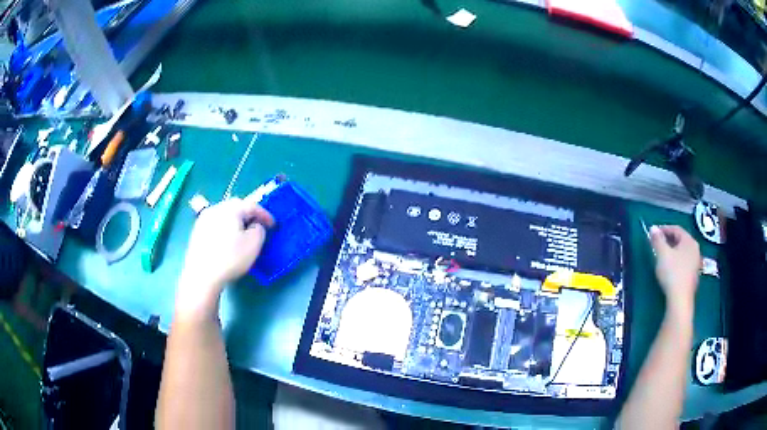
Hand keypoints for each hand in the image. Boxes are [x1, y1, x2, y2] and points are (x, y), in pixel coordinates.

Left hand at [176, 196, 273, 316]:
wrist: (202, 275)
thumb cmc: (230, 258)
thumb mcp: (254, 244)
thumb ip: (259, 229)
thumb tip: (254, 225)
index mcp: (231, 209)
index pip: (252, 206)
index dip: (264, 214)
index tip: (273, 225)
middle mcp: (216, 208)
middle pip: (236, 206)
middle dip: (248, 215)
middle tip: (257, 226)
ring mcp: (204, 219)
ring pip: (224, 215)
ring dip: (235, 221)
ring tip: (242, 233)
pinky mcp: (197, 232)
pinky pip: (215, 224)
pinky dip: (224, 228)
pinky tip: (227, 240)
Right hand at [650, 225, 700, 315]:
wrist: (680, 300)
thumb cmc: (672, 273)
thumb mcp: (662, 254)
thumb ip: (657, 240)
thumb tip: (653, 228)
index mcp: (689, 241)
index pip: (676, 229)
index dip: (664, 229)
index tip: (653, 233)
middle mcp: (695, 249)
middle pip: (681, 240)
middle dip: (669, 240)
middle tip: (657, 245)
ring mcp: (696, 263)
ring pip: (683, 252)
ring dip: (673, 252)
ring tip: (663, 257)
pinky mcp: (693, 276)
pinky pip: (684, 263)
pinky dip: (677, 262)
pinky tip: (670, 269)